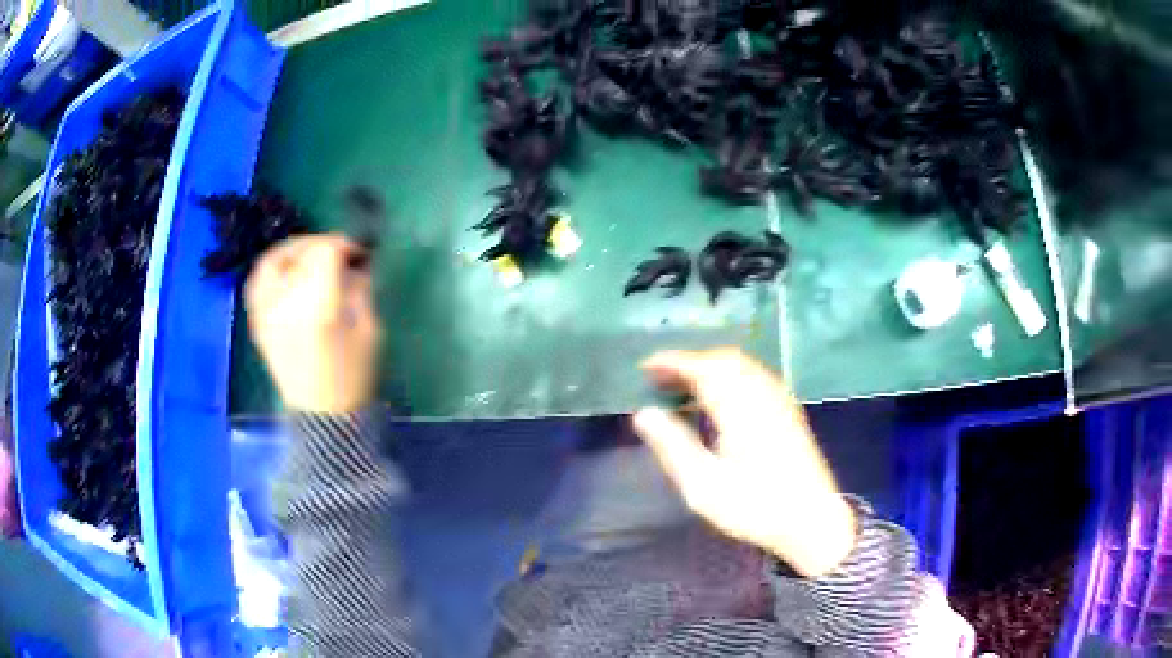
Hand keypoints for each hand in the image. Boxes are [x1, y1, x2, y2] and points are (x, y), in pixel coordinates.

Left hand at [245, 235, 381, 413]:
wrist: (322, 416)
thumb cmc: (353, 376)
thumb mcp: (369, 330)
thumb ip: (360, 290)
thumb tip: (353, 265)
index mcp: (318, 305)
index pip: (325, 251)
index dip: (344, 244)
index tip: (360, 254)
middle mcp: (286, 302)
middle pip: (299, 252)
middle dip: (321, 245)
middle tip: (338, 253)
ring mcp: (266, 312)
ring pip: (271, 261)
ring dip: (292, 251)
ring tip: (309, 256)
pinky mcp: (258, 322)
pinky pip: (257, 283)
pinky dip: (272, 269)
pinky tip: (287, 273)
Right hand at [632, 348, 856, 577]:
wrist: (812, 520)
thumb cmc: (754, 506)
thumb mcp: (703, 485)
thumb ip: (672, 446)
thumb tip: (644, 413)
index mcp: (740, 407)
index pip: (702, 368)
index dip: (672, 362)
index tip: (645, 367)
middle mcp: (762, 394)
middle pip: (724, 360)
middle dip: (691, 362)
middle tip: (662, 379)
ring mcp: (780, 401)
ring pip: (742, 367)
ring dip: (712, 368)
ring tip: (686, 388)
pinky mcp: (789, 412)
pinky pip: (755, 378)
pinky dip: (731, 377)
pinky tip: (722, 401)